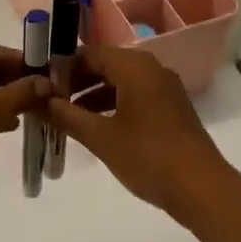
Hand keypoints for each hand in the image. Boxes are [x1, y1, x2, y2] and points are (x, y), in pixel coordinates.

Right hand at [46, 45, 240, 225]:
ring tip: (68, 117)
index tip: (43, 86)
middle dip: (77, 82)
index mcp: (135, 67)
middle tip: (52, 102)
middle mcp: (152, 69)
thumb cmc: (147, 156)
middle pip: (106, 65)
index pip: (90, 53)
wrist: (201, 188)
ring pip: (121, 82)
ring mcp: (165, 90)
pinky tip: (97, 128)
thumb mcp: (100, 137)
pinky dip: (113, 105)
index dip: (64, 68)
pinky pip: (135, 96)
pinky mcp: (172, 109)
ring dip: (93, 95)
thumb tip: (40, 102)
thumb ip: (67, 116)